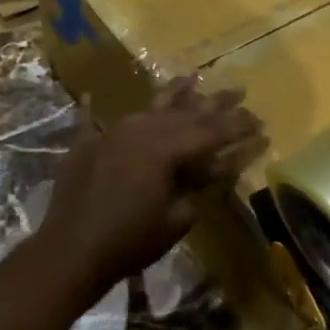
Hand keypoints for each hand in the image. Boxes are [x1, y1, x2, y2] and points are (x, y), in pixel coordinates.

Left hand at [37, 79, 264, 300]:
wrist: (70, 251)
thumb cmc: (131, 241)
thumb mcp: (177, 218)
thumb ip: (197, 188)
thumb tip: (209, 171)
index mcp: (164, 149)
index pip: (210, 131)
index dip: (237, 127)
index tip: (259, 121)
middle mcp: (139, 131)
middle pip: (184, 112)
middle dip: (214, 104)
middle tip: (238, 92)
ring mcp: (110, 134)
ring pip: (148, 108)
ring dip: (173, 94)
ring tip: (192, 78)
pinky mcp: (86, 146)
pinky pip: (93, 120)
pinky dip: (95, 109)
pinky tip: (93, 96)